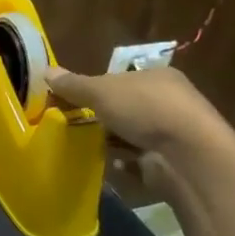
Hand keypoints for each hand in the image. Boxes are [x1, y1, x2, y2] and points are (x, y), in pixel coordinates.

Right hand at [42, 64, 223, 195]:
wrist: (188, 156)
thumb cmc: (145, 110)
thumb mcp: (102, 91)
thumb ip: (74, 85)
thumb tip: (45, 71)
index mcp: (157, 77)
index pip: (119, 79)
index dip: (93, 89)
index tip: (70, 101)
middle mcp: (168, 102)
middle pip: (123, 107)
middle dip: (100, 117)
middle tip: (72, 125)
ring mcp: (172, 133)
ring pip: (130, 134)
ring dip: (110, 141)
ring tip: (83, 146)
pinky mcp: (171, 161)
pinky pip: (139, 160)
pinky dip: (124, 163)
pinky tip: (109, 164)